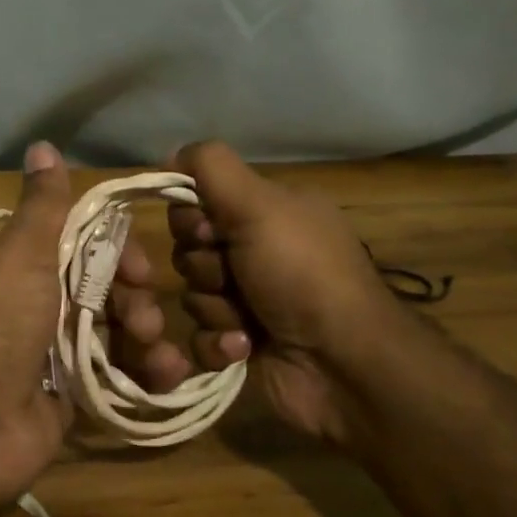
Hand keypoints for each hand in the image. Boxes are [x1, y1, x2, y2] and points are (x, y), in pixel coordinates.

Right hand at [107, 141, 403, 447]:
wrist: (342, 364)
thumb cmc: (301, 274)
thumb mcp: (259, 204)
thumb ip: (212, 168)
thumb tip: (174, 151)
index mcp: (267, 212)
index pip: (198, 203)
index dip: (192, 219)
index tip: (210, 231)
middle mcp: (258, 251)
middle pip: (189, 250)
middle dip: (204, 267)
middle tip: (233, 277)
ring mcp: (250, 299)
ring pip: (193, 295)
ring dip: (215, 308)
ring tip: (247, 321)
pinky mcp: (243, 344)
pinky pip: (200, 337)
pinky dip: (219, 343)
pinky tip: (246, 347)